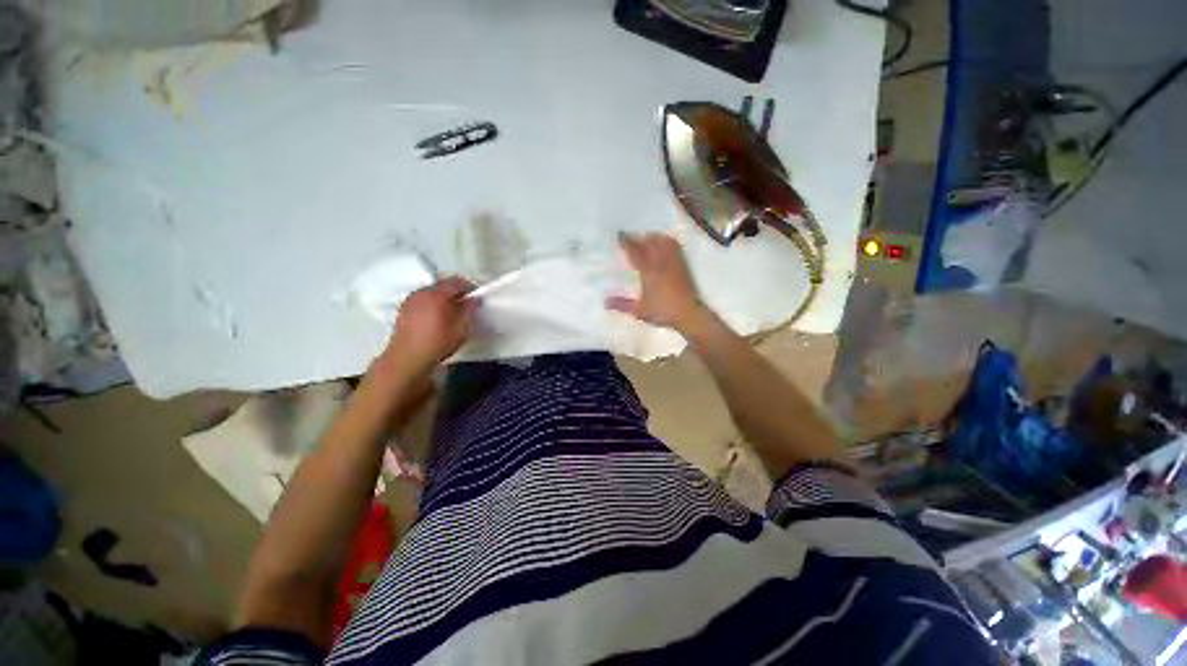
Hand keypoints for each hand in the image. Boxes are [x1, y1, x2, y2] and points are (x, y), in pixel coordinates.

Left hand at [382, 277, 475, 376]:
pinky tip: (435, 314)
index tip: (476, 294)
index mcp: (437, 295)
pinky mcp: (404, 308)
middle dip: (455, 290)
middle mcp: (422, 292)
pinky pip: (422, 298)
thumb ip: (468, 310)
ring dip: (442, 295)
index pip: (457, 282)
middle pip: (442, 284)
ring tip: (451, 308)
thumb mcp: (461, 329)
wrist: (408, 358)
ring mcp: (411, 299)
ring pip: (431, 290)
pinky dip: (431, 301)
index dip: (469, 286)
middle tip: (465, 301)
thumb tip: (471, 299)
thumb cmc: (438, 343)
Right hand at [607, 232, 707, 332]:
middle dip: (638, 238)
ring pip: (662, 241)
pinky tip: (664, 242)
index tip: (620, 235)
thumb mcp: (639, 311)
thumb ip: (622, 305)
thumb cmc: (662, 312)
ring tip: (646, 238)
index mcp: (648, 272)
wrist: (688, 314)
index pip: (635, 252)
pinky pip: (675, 246)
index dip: (626, 242)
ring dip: (653, 237)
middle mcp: (660, 263)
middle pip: (648, 243)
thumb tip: (605, 302)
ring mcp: (673, 262)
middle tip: (630, 238)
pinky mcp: (683, 264)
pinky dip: (667, 241)